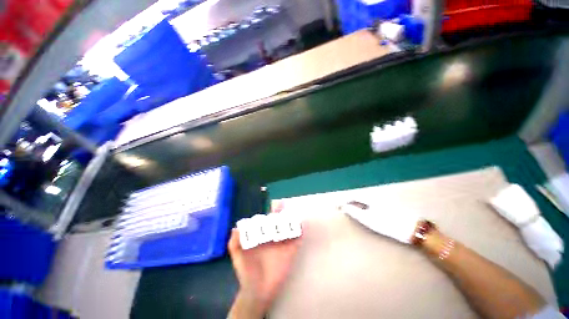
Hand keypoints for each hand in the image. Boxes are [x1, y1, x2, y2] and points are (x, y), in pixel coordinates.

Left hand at [228, 202, 301, 316]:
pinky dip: (300, 232)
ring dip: (292, 220)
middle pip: (280, 221)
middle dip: (283, 213)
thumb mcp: (237, 256)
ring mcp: (283, 243)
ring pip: (289, 228)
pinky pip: (297, 240)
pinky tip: (301, 227)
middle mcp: (273, 236)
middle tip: (285, 207)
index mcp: (263, 235)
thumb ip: (234, 242)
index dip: (273, 212)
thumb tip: (236, 227)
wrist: (257, 292)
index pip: (268, 220)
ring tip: (294, 214)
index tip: (278, 203)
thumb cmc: (247, 272)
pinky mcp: (291, 252)